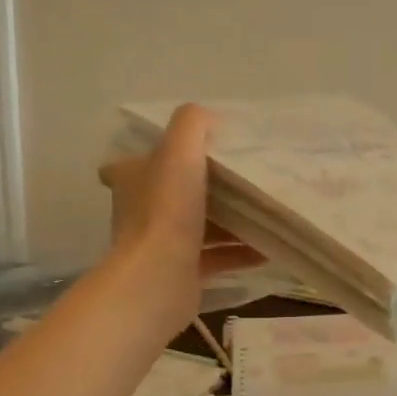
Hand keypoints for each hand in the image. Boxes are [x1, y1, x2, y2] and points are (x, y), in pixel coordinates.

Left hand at [98, 104, 263, 336]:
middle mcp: (141, 211)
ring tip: (262, 211)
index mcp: (133, 180)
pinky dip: (239, 253)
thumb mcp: (180, 150)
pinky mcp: (181, 273)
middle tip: (240, 178)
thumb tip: (209, 117)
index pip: (129, 164)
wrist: (159, 278)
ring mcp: (160, 245)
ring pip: (198, 226)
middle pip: (172, 194)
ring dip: (229, 222)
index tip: (182, 153)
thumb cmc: (167, 209)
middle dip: (203, 188)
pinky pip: (215, 258)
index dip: (151, 156)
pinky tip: (267, 248)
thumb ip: (192, 124)